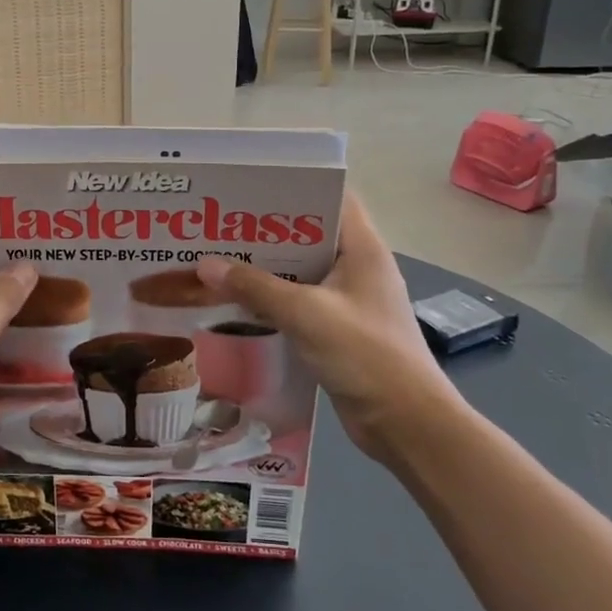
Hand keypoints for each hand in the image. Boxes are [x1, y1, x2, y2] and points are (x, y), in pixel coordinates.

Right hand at [195, 194, 460, 466]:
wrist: (406, 424)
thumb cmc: (365, 354)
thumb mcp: (305, 314)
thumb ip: (255, 287)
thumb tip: (205, 266)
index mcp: (362, 249)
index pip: (332, 197)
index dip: (294, 186)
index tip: (249, 186)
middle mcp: (357, 267)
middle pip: (308, 235)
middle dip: (266, 230)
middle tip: (220, 224)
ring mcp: (348, 301)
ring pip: (300, 271)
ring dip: (264, 268)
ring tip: (218, 258)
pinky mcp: (337, 330)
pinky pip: (298, 303)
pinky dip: (270, 299)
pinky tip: (236, 302)